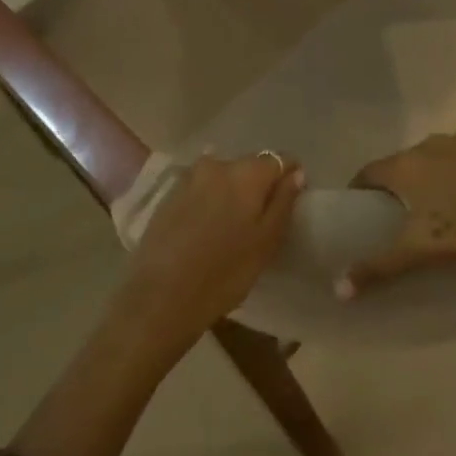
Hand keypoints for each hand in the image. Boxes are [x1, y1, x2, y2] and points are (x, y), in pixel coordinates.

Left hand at [111, 153, 304, 361]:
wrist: (161, 295)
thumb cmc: (224, 272)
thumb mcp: (266, 242)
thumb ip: (283, 201)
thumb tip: (295, 172)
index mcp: (247, 172)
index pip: (280, 159)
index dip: (289, 178)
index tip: (289, 203)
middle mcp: (218, 163)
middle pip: (249, 166)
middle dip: (258, 186)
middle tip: (259, 222)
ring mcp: (189, 176)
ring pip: (222, 176)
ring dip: (231, 193)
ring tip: (229, 227)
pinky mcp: (169, 193)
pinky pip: (200, 188)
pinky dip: (208, 201)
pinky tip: (204, 229)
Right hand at [338, 128, 455, 296]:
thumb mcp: (424, 253)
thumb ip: (379, 268)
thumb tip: (337, 289)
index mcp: (407, 167)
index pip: (369, 172)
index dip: (362, 189)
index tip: (363, 208)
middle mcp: (430, 142)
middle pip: (406, 162)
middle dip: (403, 183)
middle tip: (411, 213)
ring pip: (442, 153)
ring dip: (439, 171)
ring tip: (452, 199)